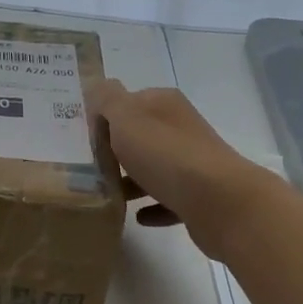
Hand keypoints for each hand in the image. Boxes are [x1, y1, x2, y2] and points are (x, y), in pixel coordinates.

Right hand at [88, 80, 276, 258]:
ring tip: (107, 193)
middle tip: (87, 167)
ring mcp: (193, 162)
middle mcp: (181, 128)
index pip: (129, 101)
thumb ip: (107, 99)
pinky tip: (136, 216)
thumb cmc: (166, 155)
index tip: (82, 138)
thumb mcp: (126, 118)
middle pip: (141, 135)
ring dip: (132, 180)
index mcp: (164, 104)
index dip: (105, 117)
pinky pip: (168, 199)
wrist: (220, 202)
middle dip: (116, 149)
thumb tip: (97, 87)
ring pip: (154, 168)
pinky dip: (152, 206)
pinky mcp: (200, 197)